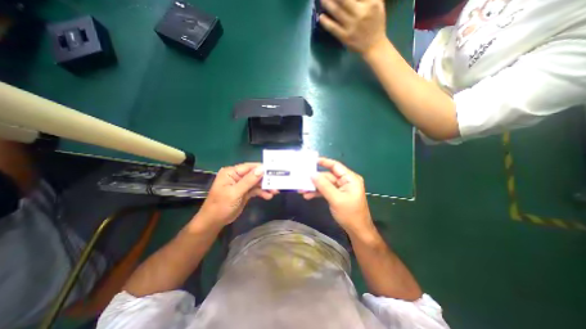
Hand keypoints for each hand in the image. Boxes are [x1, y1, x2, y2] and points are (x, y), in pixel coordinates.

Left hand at [196, 162, 277, 228]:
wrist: (214, 222)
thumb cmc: (221, 205)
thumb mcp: (235, 192)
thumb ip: (249, 181)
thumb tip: (262, 169)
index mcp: (231, 172)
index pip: (249, 167)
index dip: (261, 168)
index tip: (274, 169)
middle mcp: (237, 176)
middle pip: (254, 175)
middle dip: (265, 179)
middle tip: (277, 183)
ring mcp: (241, 185)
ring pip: (256, 183)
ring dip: (265, 187)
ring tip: (275, 192)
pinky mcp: (245, 192)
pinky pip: (255, 190)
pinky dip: (262, 193)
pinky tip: (268, 196)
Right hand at [300, 157, 372, 233]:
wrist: (357, 231)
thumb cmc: (350, 214)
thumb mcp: (336, 199)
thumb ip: (324, 185)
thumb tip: (312, 174)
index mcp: (350, 178)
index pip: (335, 166)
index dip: (323, 162)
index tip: (311, 161)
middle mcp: (345, 181)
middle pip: (328, 176)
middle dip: (315, 179)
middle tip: (302, 180)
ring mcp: (341, 188)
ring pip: (325, 184)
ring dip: (314, 187)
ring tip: (301, 190)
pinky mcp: (337, 195)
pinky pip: (325, 191)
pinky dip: (317, 193)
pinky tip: (308, 196)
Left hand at [319, 0, 387, 55]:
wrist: (373, 45)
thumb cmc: (375, 23)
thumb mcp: (377, 4)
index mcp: (370, 4)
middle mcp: (360, 14)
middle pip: (344, 1)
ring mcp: (351, 27)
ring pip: (338, 13)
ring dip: (328, 5)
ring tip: (322, 0)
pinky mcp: (345, 37)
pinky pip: (334, 29)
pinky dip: (327, 23)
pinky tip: (321, 17)